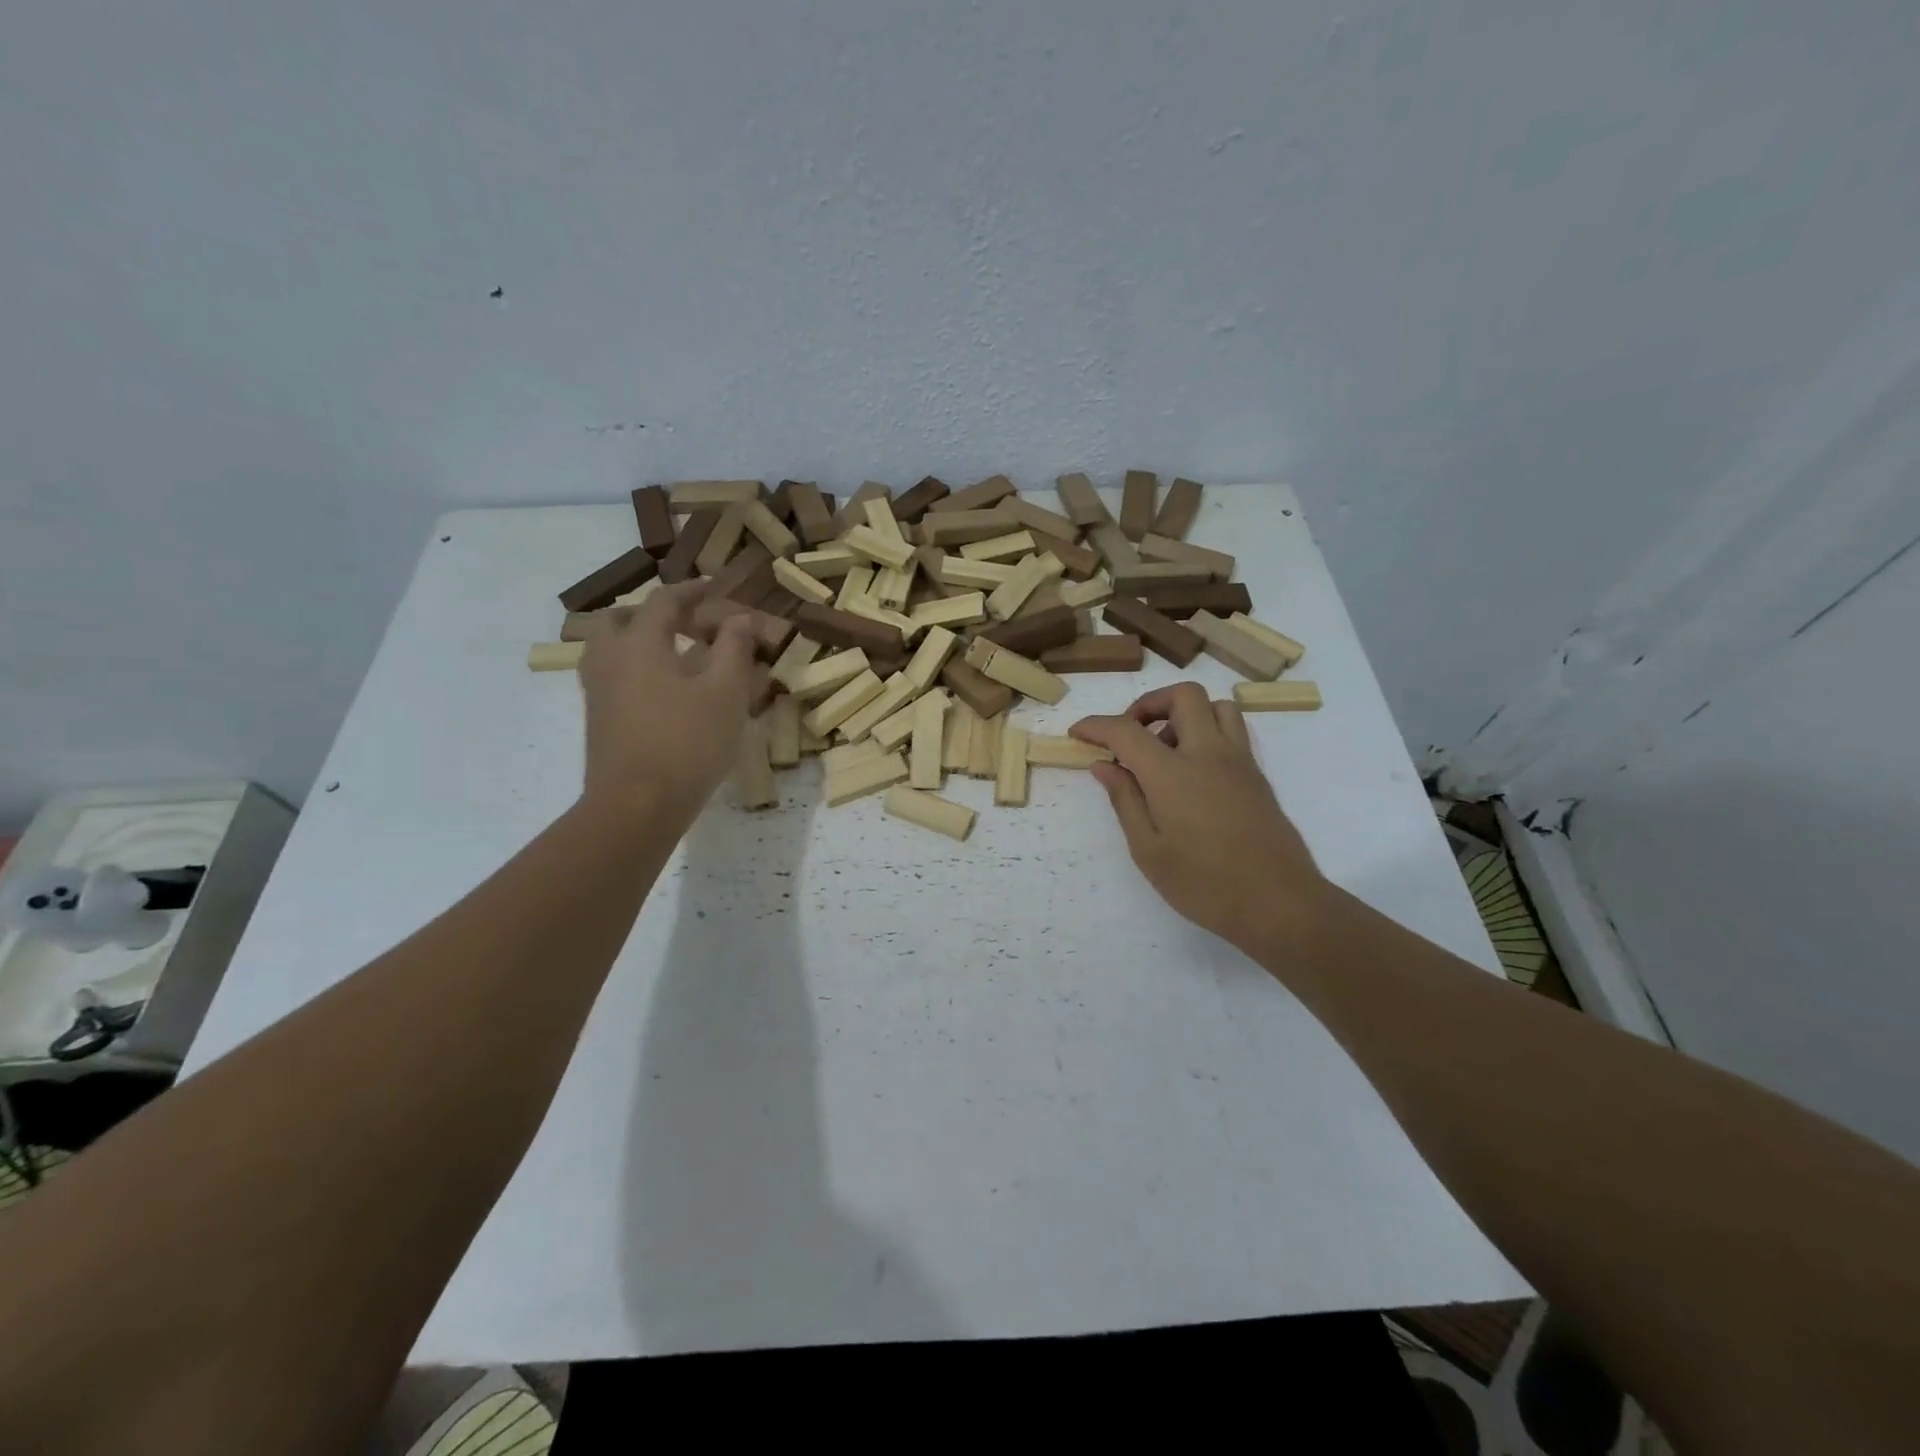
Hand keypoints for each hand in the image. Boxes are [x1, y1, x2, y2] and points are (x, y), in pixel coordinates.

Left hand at [577, 582, 761, 822]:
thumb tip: (741, 618)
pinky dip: (638, 669)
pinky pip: (614, 677)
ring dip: (642, 642)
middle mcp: (610, 659)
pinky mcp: (598, 720)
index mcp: (639, 643)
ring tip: (677, 657)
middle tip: (689, 623)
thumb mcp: (725, 693)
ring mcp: (598, 692)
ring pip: (612, 649)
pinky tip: (667, 693)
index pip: (664, 601)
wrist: (636, 807)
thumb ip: (735, 649)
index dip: (693, 590)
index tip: (716, 586)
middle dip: (656, 614)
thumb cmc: (687, 743)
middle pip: (623, 620)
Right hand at [1070, 683, 1329, 954]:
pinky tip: (1193, 771)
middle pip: (1181, 696)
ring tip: (1165, 751)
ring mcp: (1239, 761)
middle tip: (1130, 737)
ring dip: (1184, 714)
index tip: (1078, 734)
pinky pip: (1232, 730)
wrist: (1279, 904)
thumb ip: (1125, 800)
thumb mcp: (1148, 851)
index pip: (1126, 730)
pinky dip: (1207, 731)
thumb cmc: (1204, 884)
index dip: (1096, 726)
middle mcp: (1208, 753)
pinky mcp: (1257, 775)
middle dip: (1147, 705)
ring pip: (1215, 706)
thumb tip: (1104, 766)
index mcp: (1172, 773)